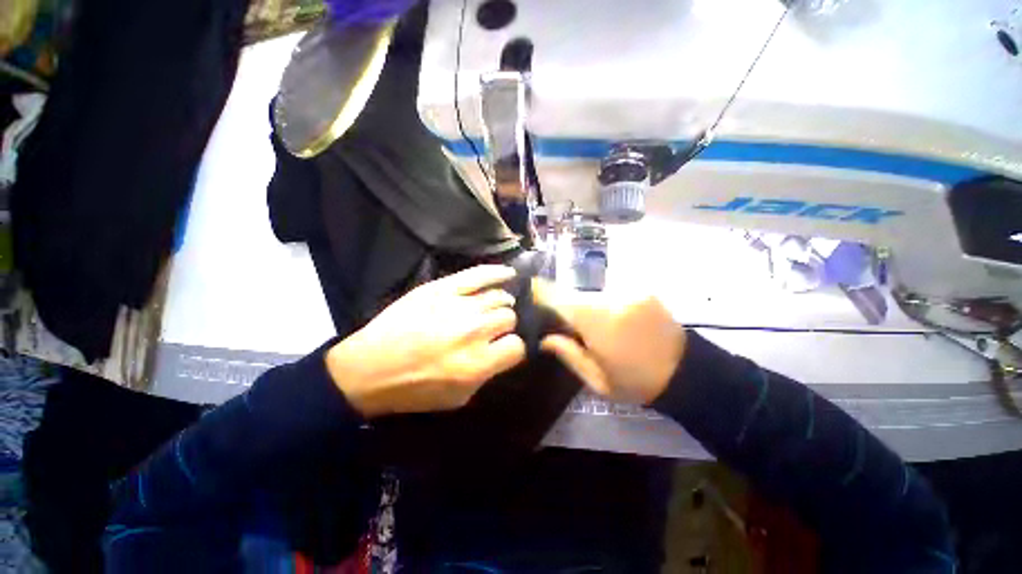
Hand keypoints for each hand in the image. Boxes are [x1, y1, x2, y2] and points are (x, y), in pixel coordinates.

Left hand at [326, 265, 525, 416]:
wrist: (370, 368)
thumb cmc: (414, 389)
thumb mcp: (458, 398)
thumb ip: (487, 375)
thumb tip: (502, 351)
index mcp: (477, 363)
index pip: (516, 347)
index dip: (513, 349)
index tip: (504, 349)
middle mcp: (473, 331)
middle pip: (508, 318)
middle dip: (505, 326)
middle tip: (492, 330)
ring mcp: (457, 305)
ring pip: (498, 297)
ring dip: (501, 305)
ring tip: (495, 308)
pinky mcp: (441, 289)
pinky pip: (477, 275)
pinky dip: (497, 272)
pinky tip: (509, 273)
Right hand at [533, 281, 686, 404]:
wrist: (687, 373)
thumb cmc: (637, 382)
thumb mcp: (597, 380)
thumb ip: (568, 353)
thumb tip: (544, 338)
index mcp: (599, 322)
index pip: (561, 299)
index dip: (542, 293)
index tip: (530, 290)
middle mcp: (613, 298)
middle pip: (576, 296)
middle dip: (567, 307)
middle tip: (567, 326)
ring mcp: (630, 292)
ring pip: (593, 295)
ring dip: (587, 307)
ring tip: (594, 327)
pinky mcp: (642, 291)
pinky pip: (611, 294)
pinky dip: (604, 305)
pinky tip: (613, 322)